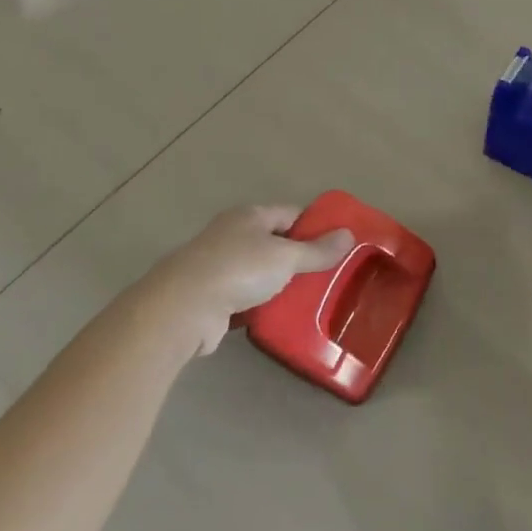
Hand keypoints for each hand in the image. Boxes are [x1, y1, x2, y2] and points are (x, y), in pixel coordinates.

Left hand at [140, 206, 354, 356]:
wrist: (182, 308)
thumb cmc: (238, 269)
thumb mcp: (285, 257)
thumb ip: (317, 250)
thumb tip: (349, 234)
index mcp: (250, 216)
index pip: (291, 214)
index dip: (315, 226)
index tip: (338, 244)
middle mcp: (232, 235)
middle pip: (275, 242)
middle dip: (299, 258)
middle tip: (330, 275)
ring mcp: (219, 266)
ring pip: (260, 272)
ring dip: (280, 284)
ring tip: (311, 298)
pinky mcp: (211, 297)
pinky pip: (246, 297)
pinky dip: (262, 305)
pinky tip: (281, 316)